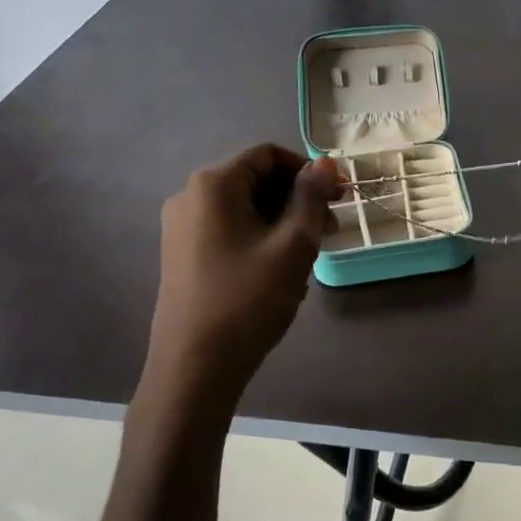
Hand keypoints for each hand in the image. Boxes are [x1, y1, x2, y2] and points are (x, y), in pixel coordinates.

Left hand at [141, 144, 340, 409]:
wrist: (196, 365)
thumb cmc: (248, 300)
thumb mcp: (292, 246)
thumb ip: (310, 198)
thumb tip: (326, 163)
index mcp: (213, 185)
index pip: (268, 155)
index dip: (308, 170)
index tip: (338, 198)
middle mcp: (190, 197)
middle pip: (255, 180)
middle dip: (297, 198)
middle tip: (330, 230)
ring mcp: (182, 228)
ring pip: (244, 208)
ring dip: (282, 221)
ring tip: (309, 255)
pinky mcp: (183, 255)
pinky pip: (229, 231)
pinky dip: (260, 238)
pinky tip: (280, 271)